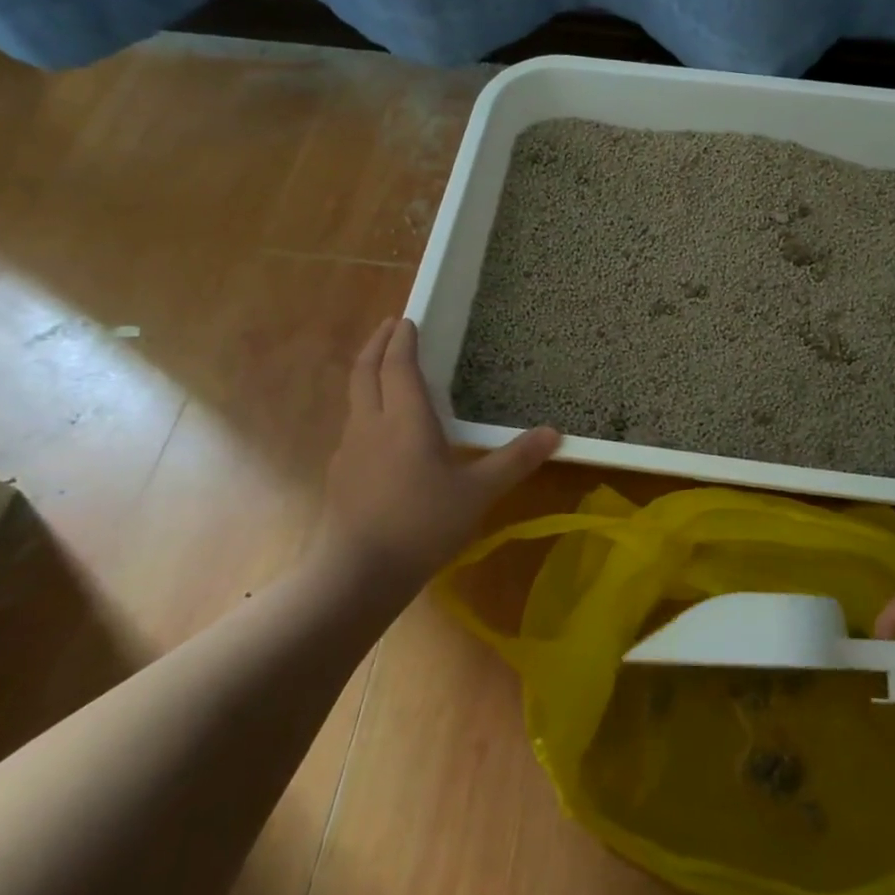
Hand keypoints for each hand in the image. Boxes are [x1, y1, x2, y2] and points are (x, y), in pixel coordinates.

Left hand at [323, 317, 559, 580]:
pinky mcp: (340, 474)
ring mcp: (349, 450)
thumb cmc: (422, 525)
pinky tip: (381, 430)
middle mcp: (371, 424)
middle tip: (389, 326)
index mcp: (404, 419)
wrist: (358, 574)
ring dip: (367, 373)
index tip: (407, 319)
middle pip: (364, 371)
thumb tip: (554, 432)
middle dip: (376, 344)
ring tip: (385, 371)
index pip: (398, 366)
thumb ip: (515, 460)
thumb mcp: (478, 493)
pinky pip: (354, 425)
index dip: (402, 340)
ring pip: (354, 397)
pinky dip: (366, 408)